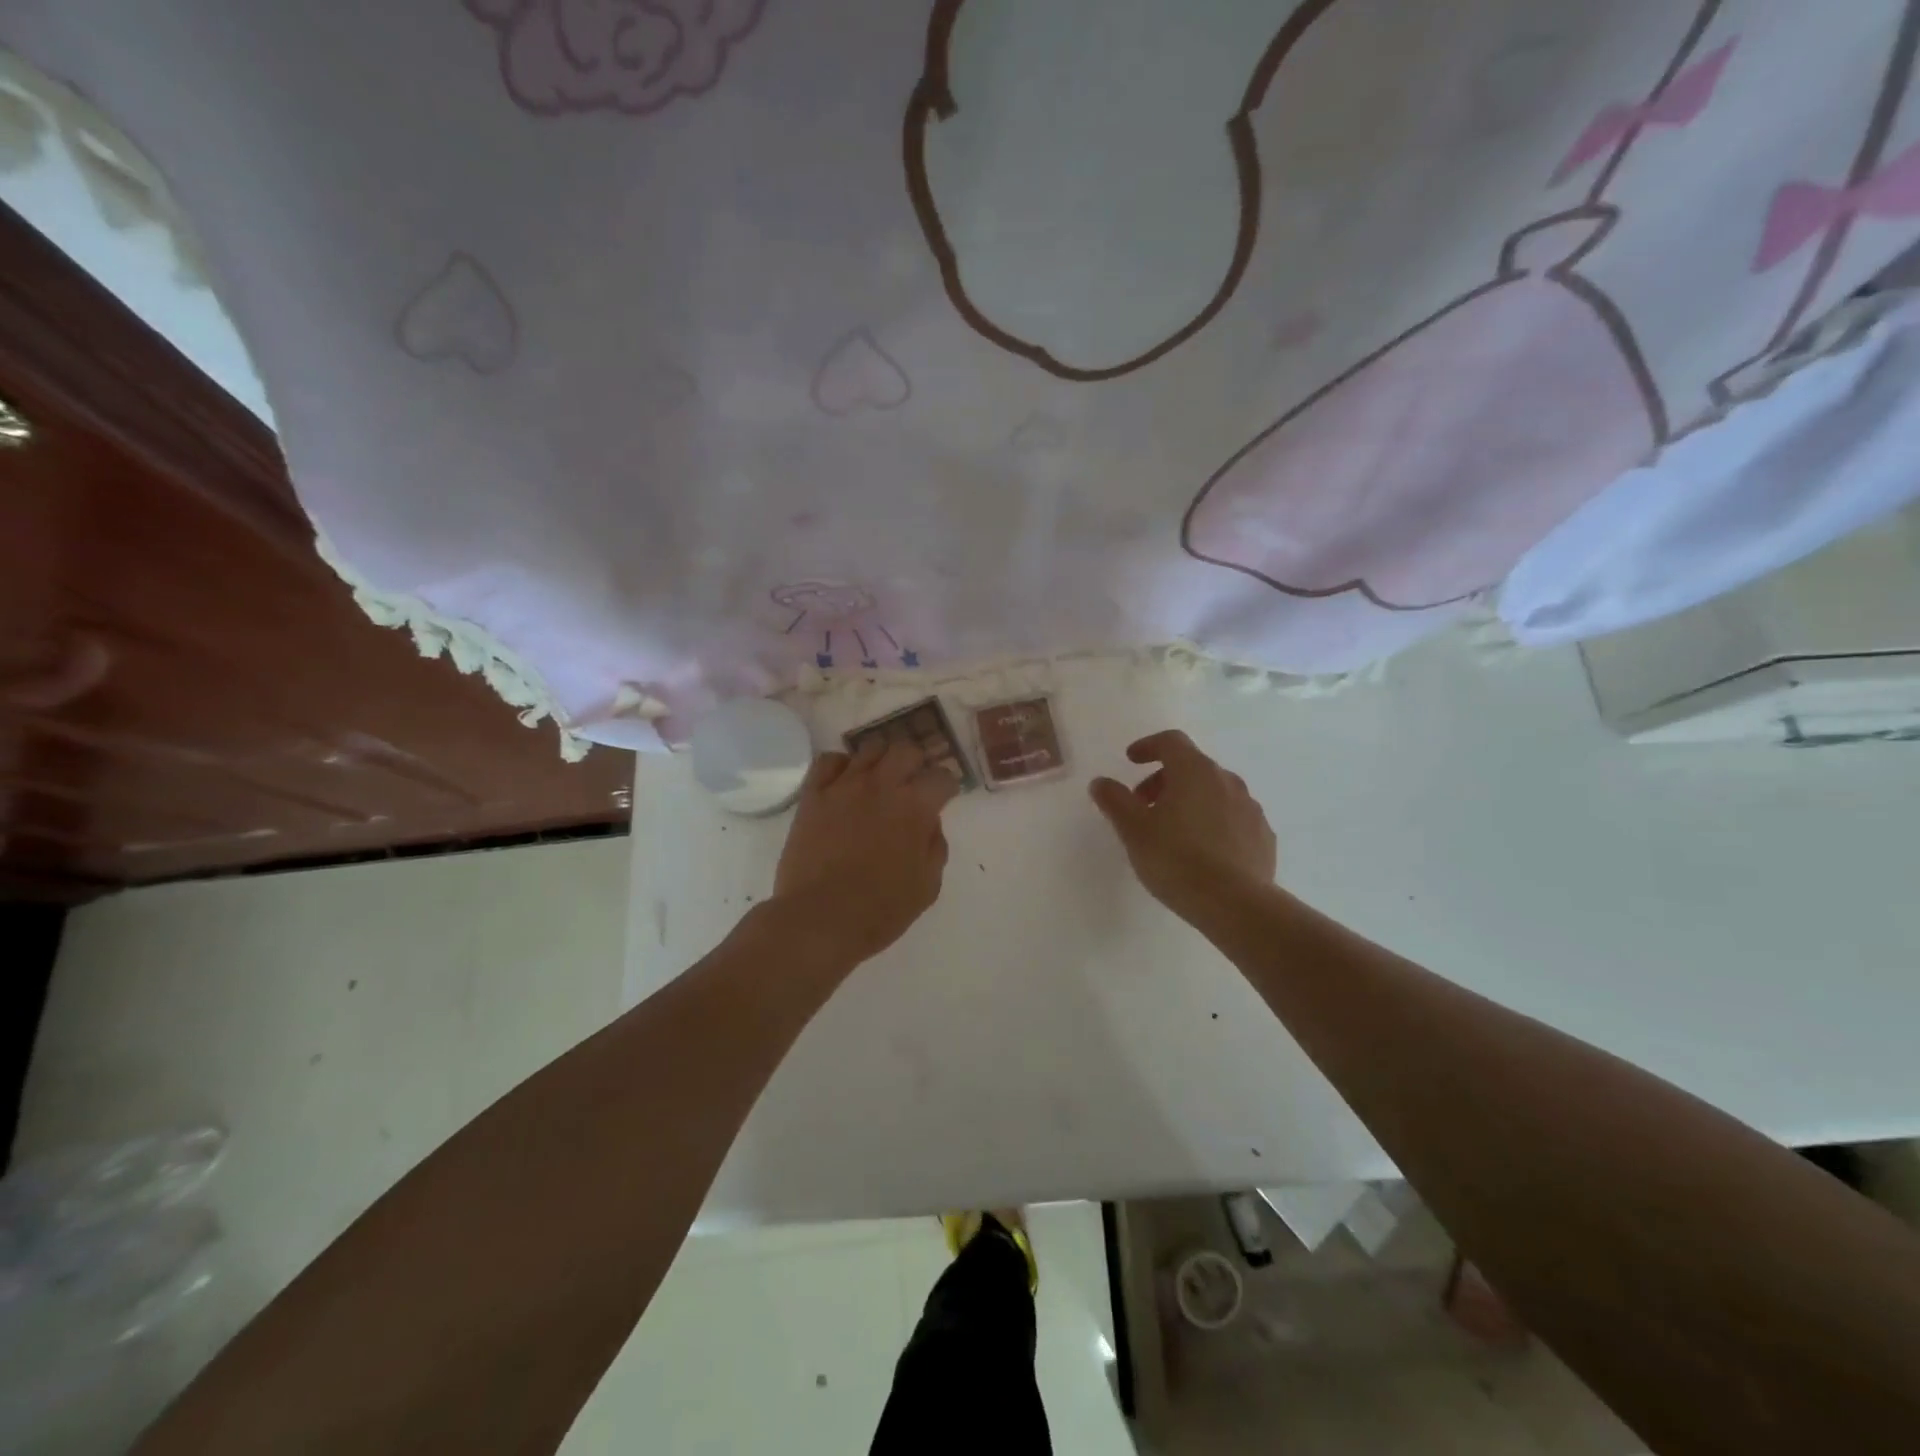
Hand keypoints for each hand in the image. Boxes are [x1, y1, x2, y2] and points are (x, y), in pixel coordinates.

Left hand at [771, 738, 959, 965]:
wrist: (820, 919)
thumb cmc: (880, 910)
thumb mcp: (927, 886)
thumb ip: (935, 847)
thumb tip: (929, 823)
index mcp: (915, 807)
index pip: (942, 777)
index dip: (947, 787)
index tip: (943, 798)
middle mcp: (882, 785)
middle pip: (906, 750)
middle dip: (916, 764)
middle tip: (912, 784)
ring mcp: (844, 786)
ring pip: (869, 748)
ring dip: (881, 760)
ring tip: (879, 781)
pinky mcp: (813, 795)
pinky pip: (829, 761)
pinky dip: (841, 765)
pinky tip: (844, 782)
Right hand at [1089, 730, 1277, 919]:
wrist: (1235, 904)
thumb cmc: (1176, 859)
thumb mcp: (1133, 830)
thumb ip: (1115, 800)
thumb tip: (1101, 782)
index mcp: (1194, 771)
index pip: (1171, 741)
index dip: (1148, 746)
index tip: (1132, 761)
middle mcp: (1227, 780)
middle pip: (1192, 766)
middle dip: (1165, 780)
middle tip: (1145, 806)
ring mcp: (1250, 808)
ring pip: (1215, 792)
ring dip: (1191, 801)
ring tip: (1173, 832)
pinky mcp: (1263, 836)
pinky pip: (1233, 818)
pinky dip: (1214, 823)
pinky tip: (1203, 852)